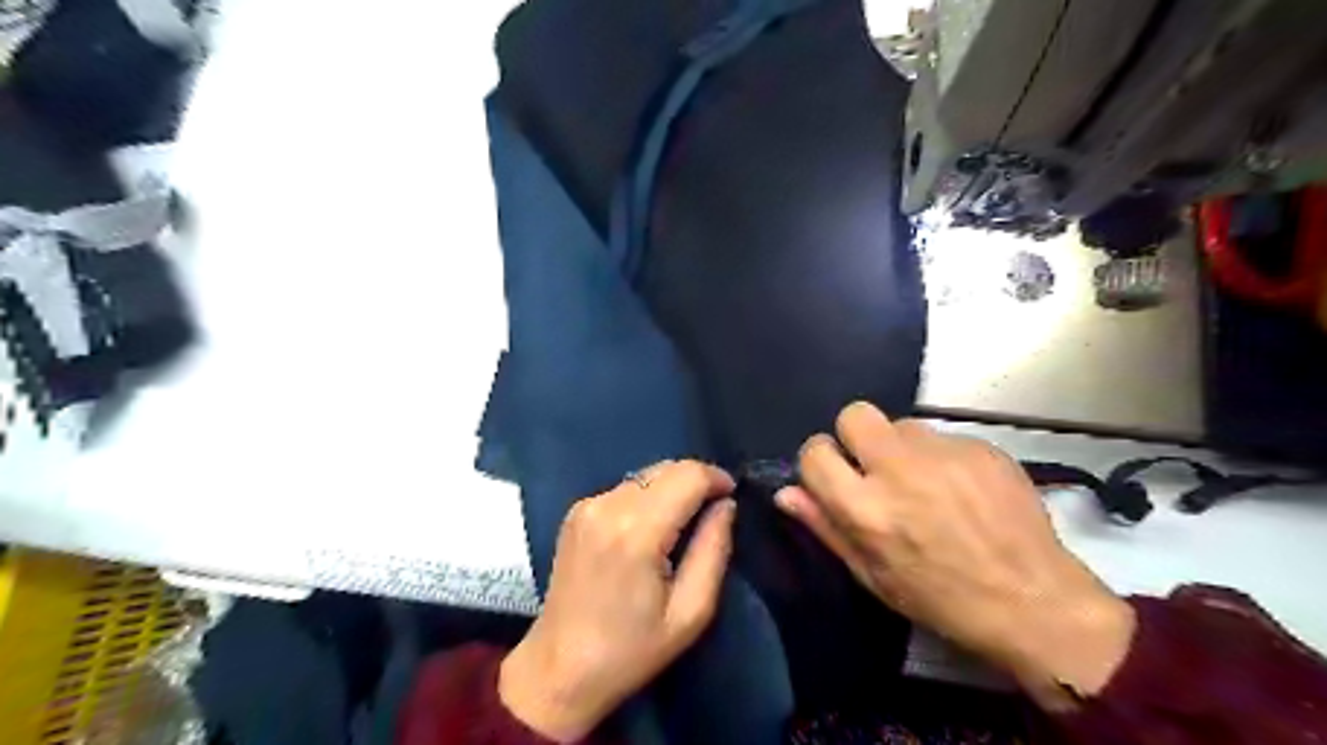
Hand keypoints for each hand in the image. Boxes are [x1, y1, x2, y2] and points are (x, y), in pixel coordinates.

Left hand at [497, 460, 735, 739]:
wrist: (559, 669)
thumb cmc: (631, 650)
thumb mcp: (690, 612)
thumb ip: (714, 550)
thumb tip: (726, 505)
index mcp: (636, 531)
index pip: (687, 476)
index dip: (716, 478)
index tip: (732, 496)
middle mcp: (607, 506)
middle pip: (666, 468)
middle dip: (696, 481)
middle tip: (713, 512)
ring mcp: (587, 505)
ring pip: (646, 475)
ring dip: (672, 488)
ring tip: (685, 522)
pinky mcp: (575, 512)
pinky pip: (626, 488)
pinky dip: (648, 497)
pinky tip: (652, 528)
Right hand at [779, 406, 1135, 705]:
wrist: (1033, 602)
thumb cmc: (941, 598)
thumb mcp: (872, 575)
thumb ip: (825, 526)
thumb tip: (786, 492)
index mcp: (866, 508)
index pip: (814, 452)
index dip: (819, 462)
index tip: (834, 476)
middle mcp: (899, 469)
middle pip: (854, 414)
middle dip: (855, 436)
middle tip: (874, 468)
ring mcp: (944, 453)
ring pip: (901, 424)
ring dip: (901, 447)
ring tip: (924, 482)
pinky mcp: (981, 447)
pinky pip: (943, 437)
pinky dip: (941, 457)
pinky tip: (962, 489)